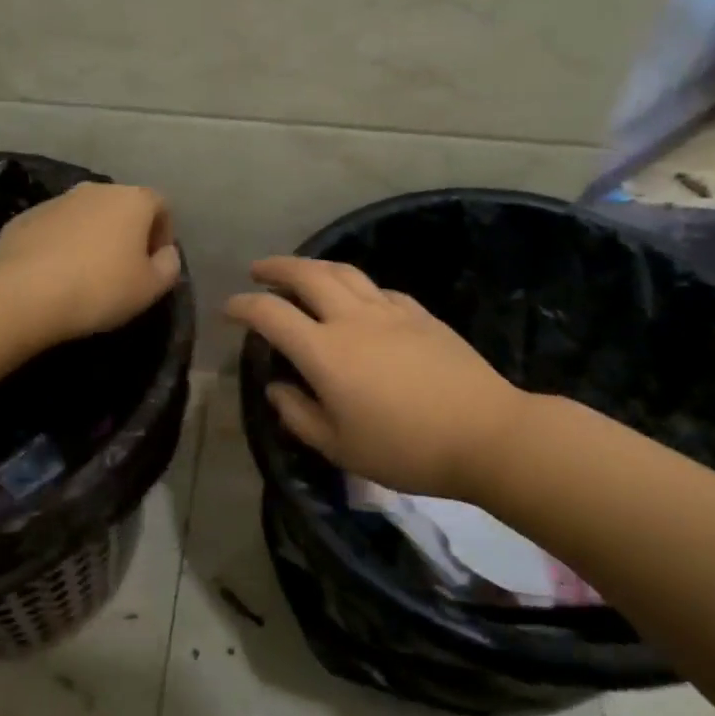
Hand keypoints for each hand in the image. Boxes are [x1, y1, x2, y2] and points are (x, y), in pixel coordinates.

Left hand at [0, 182, 181, 343]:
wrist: (24, 293)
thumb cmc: (101, 289)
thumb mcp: (151, 288)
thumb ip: (168, 266)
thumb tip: (166, 254)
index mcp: (132, 200)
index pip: (161, 205)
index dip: (164, 233)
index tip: (156, 264)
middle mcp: (96, 190)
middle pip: (121, 207)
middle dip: (127, 233)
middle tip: (124, 270)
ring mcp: (56, 201)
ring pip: (86, 216)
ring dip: (93, 238)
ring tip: (87, 275)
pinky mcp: (24, 218)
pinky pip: (55, 229)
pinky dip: (62, 245)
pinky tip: (56, 276)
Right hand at [226, 257, 526, 502]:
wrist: (485, 433)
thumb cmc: (405, 449)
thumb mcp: (339, 446)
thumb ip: (299, 414)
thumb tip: (276, 388)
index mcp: (325, 351)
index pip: (271, 314)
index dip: (243, 306)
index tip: (229, 308)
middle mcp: (353, 319)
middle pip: (307, 275)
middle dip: (277, 268)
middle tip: (259, 271)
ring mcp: (390, 312)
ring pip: (344, 273)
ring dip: (314, 266)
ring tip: (301, 272)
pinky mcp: (420, 314)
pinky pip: (378, 289)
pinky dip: (356, 287)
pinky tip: (357, 299)